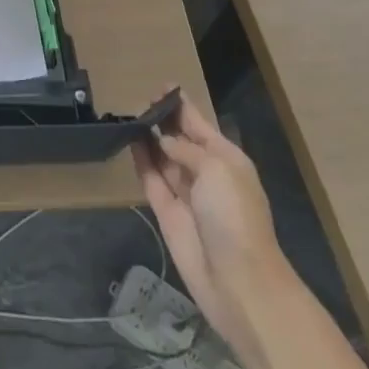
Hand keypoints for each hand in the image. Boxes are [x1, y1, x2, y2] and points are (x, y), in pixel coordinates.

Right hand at [133, 93, 291, 357]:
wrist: (239, 282)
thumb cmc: (234, 216)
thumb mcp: (216, 169)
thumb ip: (186, 149)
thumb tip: (163, 142)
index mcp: (226, 159)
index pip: (199, 124)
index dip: (181, 105)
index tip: (161, 86)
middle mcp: (206, 173)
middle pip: (180, 139)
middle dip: (163, 120)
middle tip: (140, 101)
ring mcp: (186, 194)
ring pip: (163, 157)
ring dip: (149, 137)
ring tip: (129, 116)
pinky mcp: (168, 213)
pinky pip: (152, 179)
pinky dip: (141, 160)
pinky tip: (129, 141)